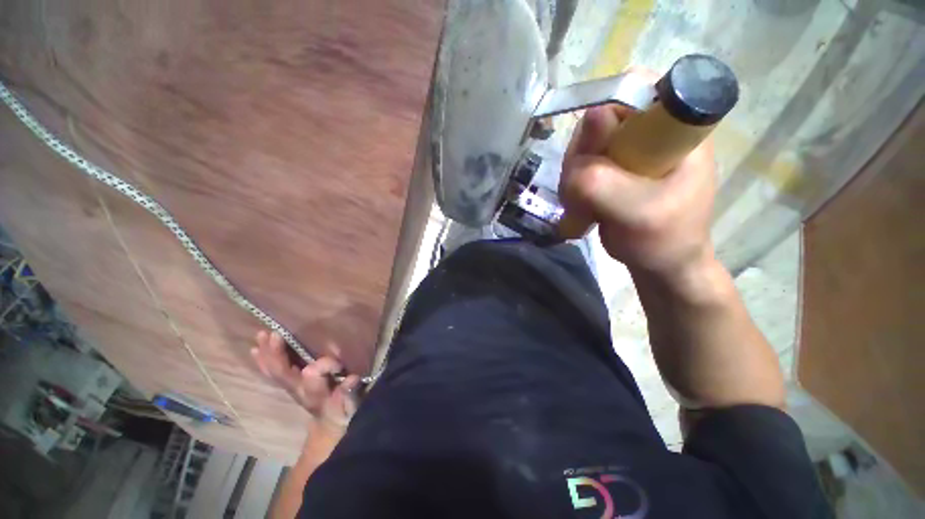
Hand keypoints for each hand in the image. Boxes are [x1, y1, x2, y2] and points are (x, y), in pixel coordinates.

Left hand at [251, 330, 359, 432]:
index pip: (316, 376)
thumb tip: (352, 379)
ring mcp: (291, 386)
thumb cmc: (342, 409)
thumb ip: (349, 392)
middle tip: (274, 335)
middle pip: (283, 373)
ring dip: (266, 354)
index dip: (324, 366)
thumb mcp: (350, 403)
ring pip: (274, 371)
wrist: (329, 422)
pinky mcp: (288, 383)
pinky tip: (255, 350)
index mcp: (316, 392)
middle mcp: (299, 389)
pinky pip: (271, 372)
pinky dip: (263, 361)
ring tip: (260, 336)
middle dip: (277, 355)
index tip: (338, 364)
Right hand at [559, 89, 716, 278]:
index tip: (591, 154)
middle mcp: (651, 131)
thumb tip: (585, 125)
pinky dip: (572, 187)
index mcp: (676, 129)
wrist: (660, 263)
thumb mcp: (635, 214)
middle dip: (583, 156)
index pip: (637, 87)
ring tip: (584, 207)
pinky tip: (580, 208)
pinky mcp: (613, 168)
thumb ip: (604, 180)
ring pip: (583, 145)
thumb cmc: (662, 240)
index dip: (605, 111)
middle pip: (600, 118)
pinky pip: (579, 165)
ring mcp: (629, 150)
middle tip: (583, 192)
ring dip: (575, 177)